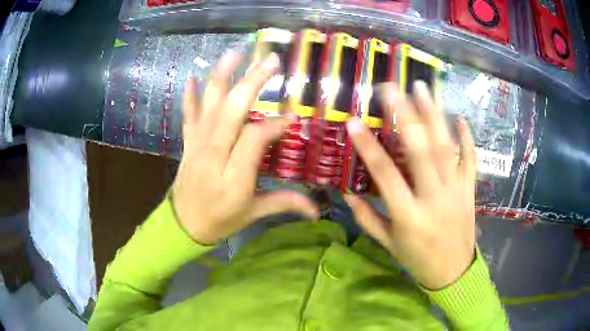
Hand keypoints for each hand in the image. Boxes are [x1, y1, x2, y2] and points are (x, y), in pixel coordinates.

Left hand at [171, 52, 318, 244]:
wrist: (183, 225)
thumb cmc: (220, 220)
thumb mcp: (253, 214)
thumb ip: (284, 204)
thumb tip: (317, 211)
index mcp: (233, 177)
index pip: (254, 138)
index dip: (274, 124)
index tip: (292, 117)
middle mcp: (214, 156)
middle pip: (232, 111)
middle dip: (252, 82)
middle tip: (271, 61)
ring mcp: (197, 146)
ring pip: (209, 106)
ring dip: (222, 76)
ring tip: (236, 53)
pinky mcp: (188, 143)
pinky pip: (188, 115)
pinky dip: (189, 96)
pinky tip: (192, 76)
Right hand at [344, 81, 476, 289]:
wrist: (453, 272)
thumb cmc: (417, 259)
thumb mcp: (388, 243)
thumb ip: (366, 218)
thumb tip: (346, 192)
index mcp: (409, 216)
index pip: (386, 175)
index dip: (368, 147)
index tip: (353, 122)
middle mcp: (435, 198)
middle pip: (422, 151)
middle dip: (406, 116)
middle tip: (392, 89)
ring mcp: (456, 191)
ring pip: (447, 148)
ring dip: (434, 115)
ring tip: (422, 88)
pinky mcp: (470, 189)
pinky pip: (470, 159)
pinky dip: (466, 137)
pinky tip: (459, 117)